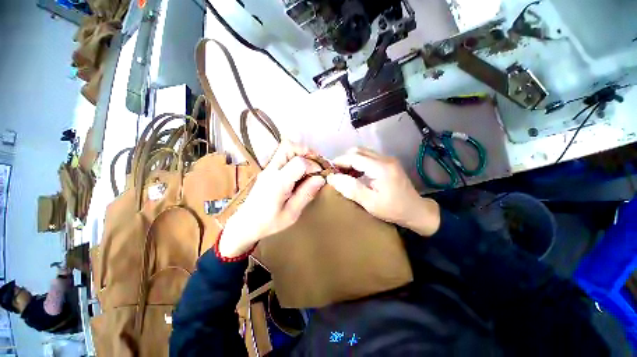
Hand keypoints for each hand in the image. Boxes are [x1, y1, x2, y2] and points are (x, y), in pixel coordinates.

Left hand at [218, 140, 325, 257]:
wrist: (245, 223)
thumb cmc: (269, 222)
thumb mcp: (292, 214)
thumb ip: (306, 194)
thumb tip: (321, 179)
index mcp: (278, 183)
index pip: (299, 162)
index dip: (313, 166)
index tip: (320, 175)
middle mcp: (271, 171)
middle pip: (289, 147)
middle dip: (306, 151)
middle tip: (316, 163)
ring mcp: (268, 168)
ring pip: (285, 148)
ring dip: (301, 152)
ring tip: (310, 165)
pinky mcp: (268, 170)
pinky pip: (283, 155)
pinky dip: (295, 157)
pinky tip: (301, 170)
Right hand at [327, 148, 440, 236]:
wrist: (415, 210)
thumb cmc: (393, 209)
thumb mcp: (369, 203)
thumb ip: (350, 189)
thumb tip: (332, 178)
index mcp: (381, 168)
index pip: (354, 157)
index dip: (339, 161)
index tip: (329, 170)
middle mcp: (385, 158)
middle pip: (358, 151)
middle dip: (344, 159)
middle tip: (337, 173)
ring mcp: (388, 159)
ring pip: (363, 152)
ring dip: (351, 160)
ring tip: (344, 174)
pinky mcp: (388, 162)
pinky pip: (368, 157)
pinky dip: (358, 162)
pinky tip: (355, 174)